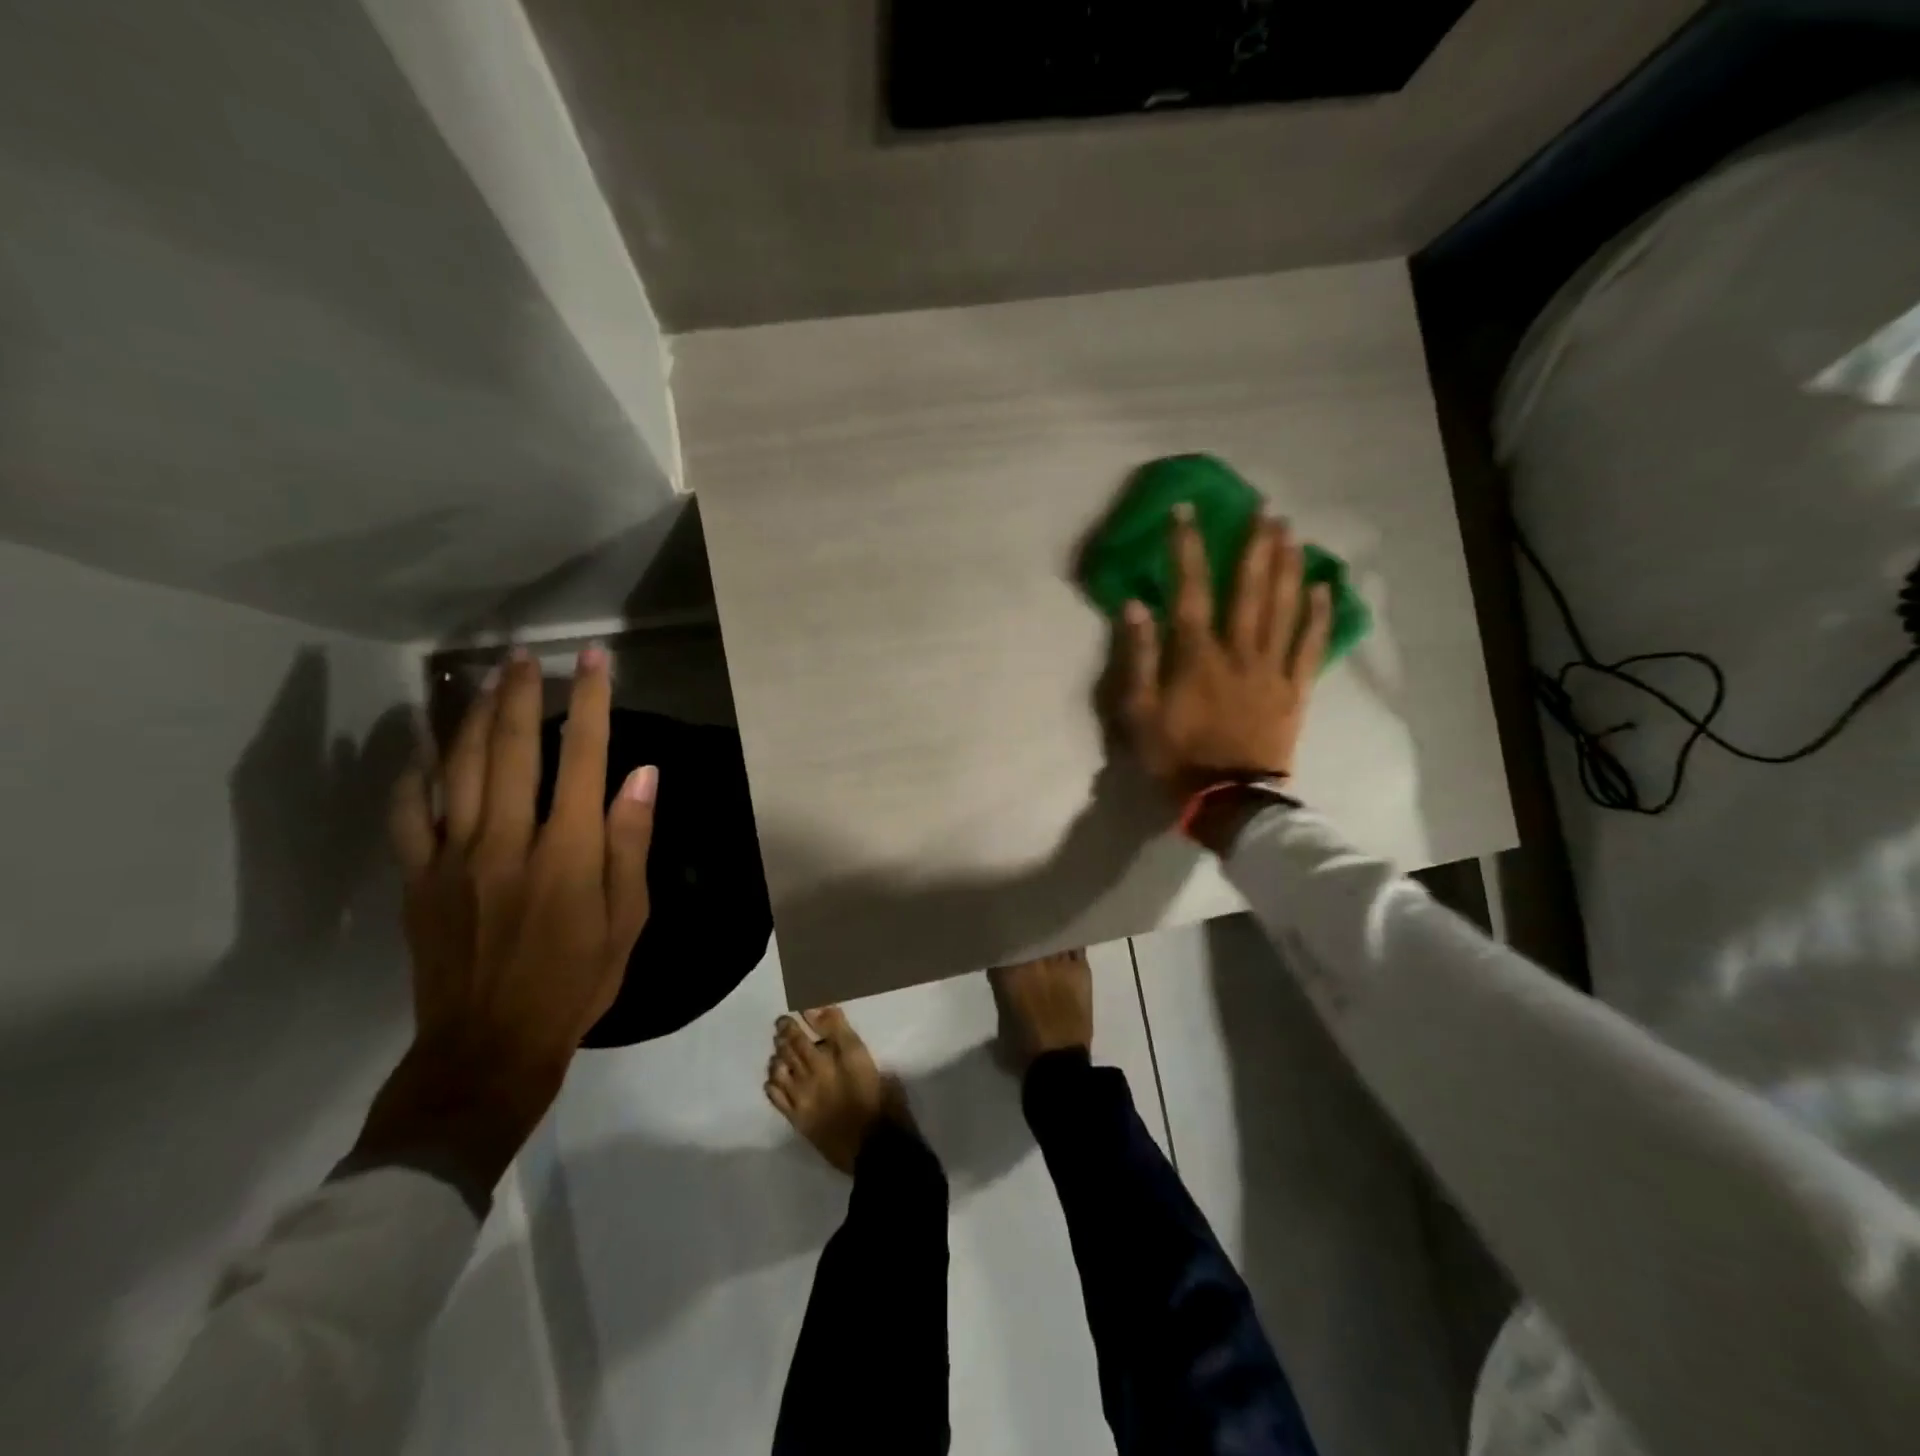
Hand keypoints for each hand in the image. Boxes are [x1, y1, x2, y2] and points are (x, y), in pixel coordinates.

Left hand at [351, 647, 656, 1197]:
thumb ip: (632, 842)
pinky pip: (407, 814)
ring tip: (484, 681)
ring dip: (472, 717)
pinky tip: (426, 751)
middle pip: (512, 749)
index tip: (595, 661)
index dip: (592, 702)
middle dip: (523, 694)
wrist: (489, 1046)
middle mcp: (507, 841)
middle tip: (526, 655)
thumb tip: (643, 774)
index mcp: (568, 852)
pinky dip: (415, 775)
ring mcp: (453, 858)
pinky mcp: (418, 879)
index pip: (585, 758)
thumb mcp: (628, 919)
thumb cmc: (576, 982)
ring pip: (458, 768)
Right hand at [1120, 506, 1331, 800]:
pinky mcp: (1295, 691)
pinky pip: (1310, 646)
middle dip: (1255, 546)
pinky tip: (1325, 588)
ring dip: (1289, 567)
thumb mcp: (1139, 711)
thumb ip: (1138, 657)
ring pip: (1284, 608)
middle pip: (1250, 589)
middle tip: (1266, 509)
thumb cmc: (1175, 756)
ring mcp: (1272, 669)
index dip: (1187, 548)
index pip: (1190, 590)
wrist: (1227, 799)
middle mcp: (1239, 651)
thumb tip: (1136, 605)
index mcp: (1197, 655)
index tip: (1187, 511)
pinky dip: (1319, 616)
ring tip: (1293, 533)